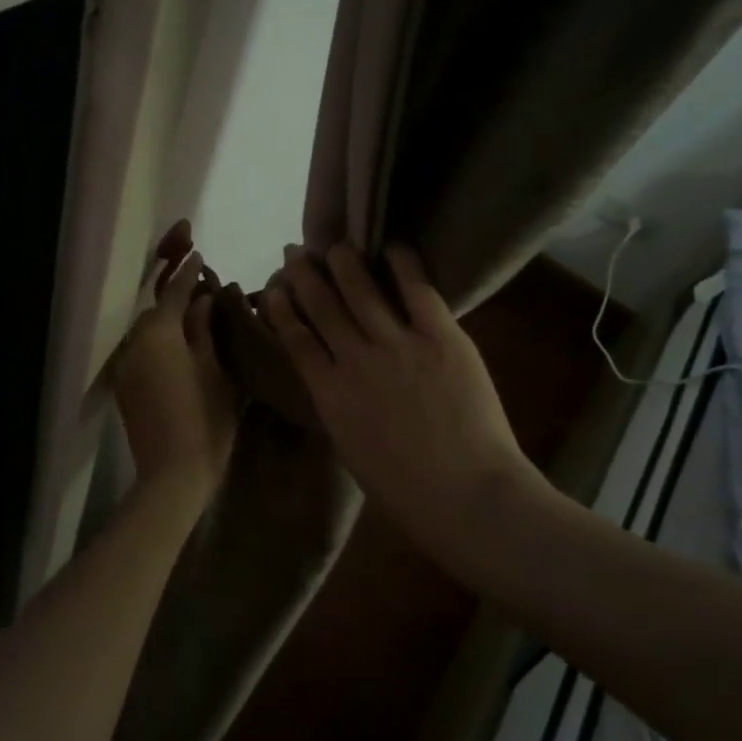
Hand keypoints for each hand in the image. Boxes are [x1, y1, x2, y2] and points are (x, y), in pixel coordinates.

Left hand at [114, 223, 239, 492]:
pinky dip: (157, 345)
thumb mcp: (215, 369)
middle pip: (155, 311)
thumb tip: (203, 299)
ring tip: (191, 323)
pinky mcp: (124, 388)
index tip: (197, 253)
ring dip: (165, 324)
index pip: (174, 292)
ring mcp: (125, 366)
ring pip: (146, 333)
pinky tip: (176, 353)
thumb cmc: (206, 418)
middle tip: (199, 291)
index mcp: (160, 332)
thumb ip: (205, 329)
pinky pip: (140, 353)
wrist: (173, 473)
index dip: (187, 272)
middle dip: (174, 297)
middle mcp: (135, 342)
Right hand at [260, 244, 532, 514]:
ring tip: (337, 244)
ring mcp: (398, 345)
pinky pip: (417, 291)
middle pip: (322, 306)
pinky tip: (392, 247)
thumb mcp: (352, 448)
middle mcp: (355, 360)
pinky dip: (403, 265)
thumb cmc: (405, 490)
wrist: (466, 496)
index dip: (282, 310)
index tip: (275, 290)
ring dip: (345, 263)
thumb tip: (335, 378)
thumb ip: (339, 406)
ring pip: (361, 291)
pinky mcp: (441, 337)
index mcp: (329, 394)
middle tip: (297, 253)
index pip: (296, 339)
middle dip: (305, 276)